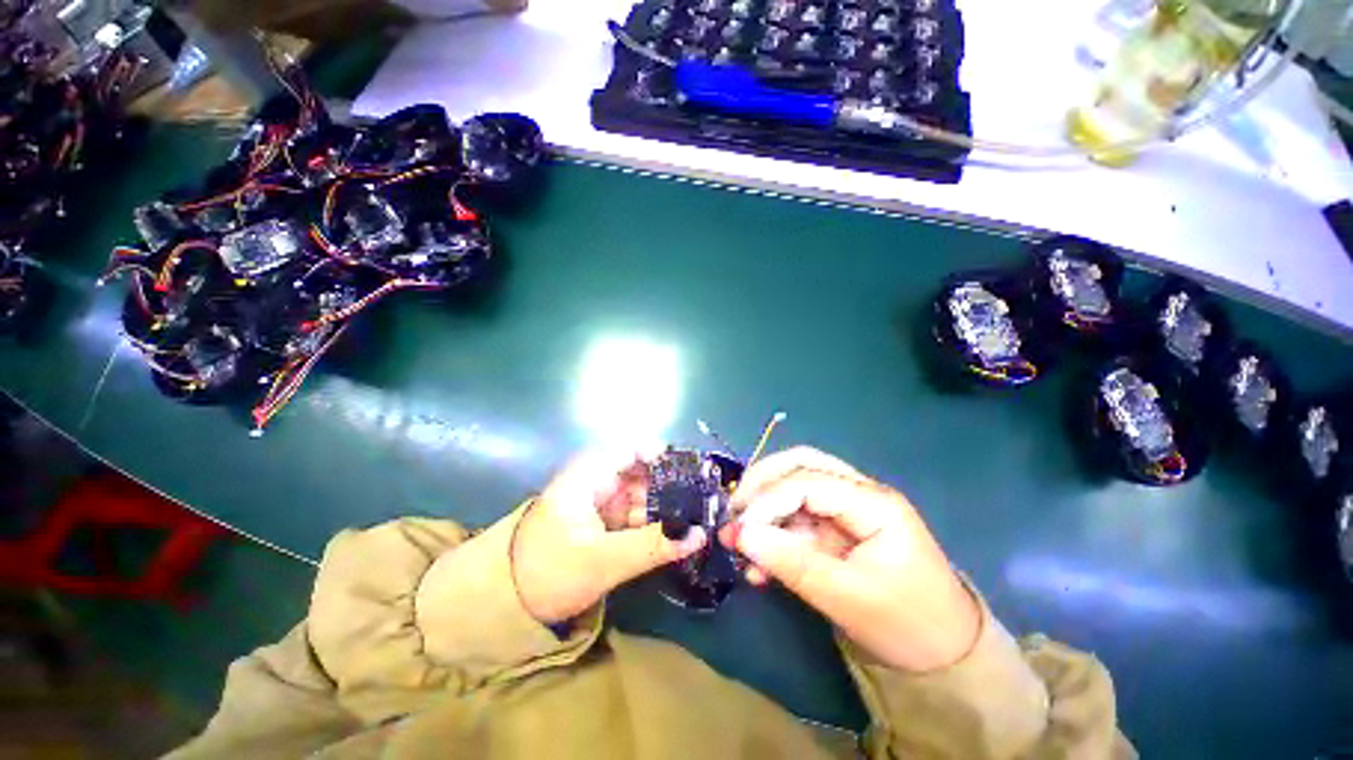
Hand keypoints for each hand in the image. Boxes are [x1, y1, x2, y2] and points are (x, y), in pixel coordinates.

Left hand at [512, 449, 706, 623]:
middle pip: (641, 470)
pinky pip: (634, 513)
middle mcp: (596, 480)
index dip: (662, 455)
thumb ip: (652, 546)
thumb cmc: (547, 572)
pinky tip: (674, 533)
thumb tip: (700, 534)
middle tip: (701, 502)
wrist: (504, 603)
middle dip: (670, 484)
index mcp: (589, 475)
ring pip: (640, 493)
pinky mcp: (602, 522)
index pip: (631, 448)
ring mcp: (599, 501)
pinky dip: (653, 521)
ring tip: (695, 520)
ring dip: (665, 506)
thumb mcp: (603, 561)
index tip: (691, 472)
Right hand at [720, 447, 979, 672]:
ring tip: (738, 540)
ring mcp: (847, 509)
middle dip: (762, 483)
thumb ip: (791, 563)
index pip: (807, 481)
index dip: (768, 500)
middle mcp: (859, 493)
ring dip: (764, 510)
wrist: (944, 655)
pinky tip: (758, 565)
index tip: (739, 529)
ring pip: (795, 488)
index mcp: (873, 502)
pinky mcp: (837, 529)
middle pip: (801, 466)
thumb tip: (741, 535)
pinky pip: (797, 520)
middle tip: (734, 511)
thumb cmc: (907, 624)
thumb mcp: (847, 598)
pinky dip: (774, 535)